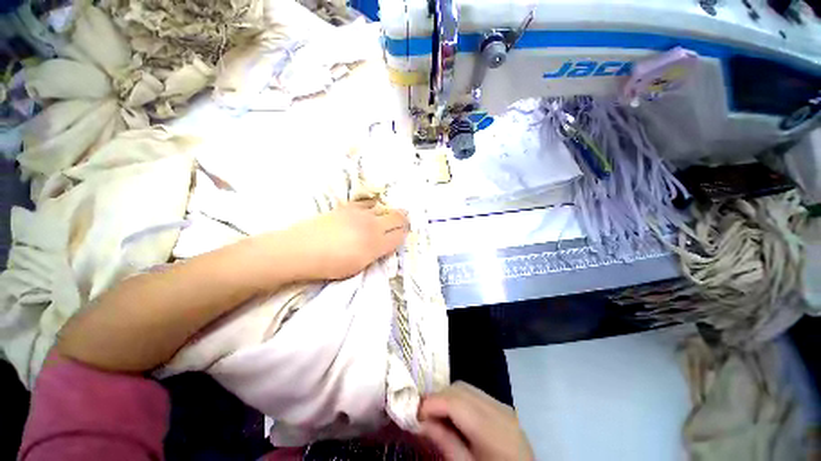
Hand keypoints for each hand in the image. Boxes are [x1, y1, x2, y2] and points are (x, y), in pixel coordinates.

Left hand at [283, 200, 408, 280]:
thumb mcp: (359, 266)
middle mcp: (371, 225)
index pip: (400, 233)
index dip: (405, 233)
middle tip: (403, 224)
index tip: (404, 234)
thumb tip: (387, 244)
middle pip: (397, 216)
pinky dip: (374, 206)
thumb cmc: (329, 265)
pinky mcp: (347, 207)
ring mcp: (359, 213)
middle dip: (403, 220)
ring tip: (388, 217)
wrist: (300, 250)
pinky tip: (371, 210)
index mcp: (375, 243)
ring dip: (389, 212)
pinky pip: (368, 203)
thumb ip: (376, 253)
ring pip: (384, 208)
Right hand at [418, 382, 533, 460]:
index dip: (431, 403)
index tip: (414, 414)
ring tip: (437, 415)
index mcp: (491, 429)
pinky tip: (455, 416)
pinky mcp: (503, 408)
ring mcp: (502, 406)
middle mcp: (498, 409)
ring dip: (448, 397)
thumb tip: (420, 422)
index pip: (454, 402)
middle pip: (459, 389)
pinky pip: (475, 394)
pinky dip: (459, 399)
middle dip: (438, 398)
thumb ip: (444, 442)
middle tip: (423, 415)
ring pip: (466, 388)